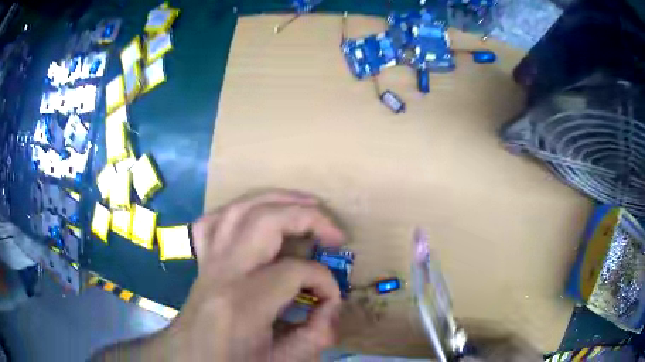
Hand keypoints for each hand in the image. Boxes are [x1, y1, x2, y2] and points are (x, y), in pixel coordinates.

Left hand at [161, 190, 345, 360]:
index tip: (332, 300)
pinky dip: (238, 210)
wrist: (190, 360)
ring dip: (277, 200)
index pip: (294, 271)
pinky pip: (213, 221)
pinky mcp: (201, 260)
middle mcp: (221, 272)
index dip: (325, 282)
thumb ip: (315, 336)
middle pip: (265, 221)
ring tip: (306, 204)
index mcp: (242, 304)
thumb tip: (332, 305)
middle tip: (335, 234)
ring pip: (239, 209)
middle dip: (308, 218)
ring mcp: (207, 261)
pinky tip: (256, 215)